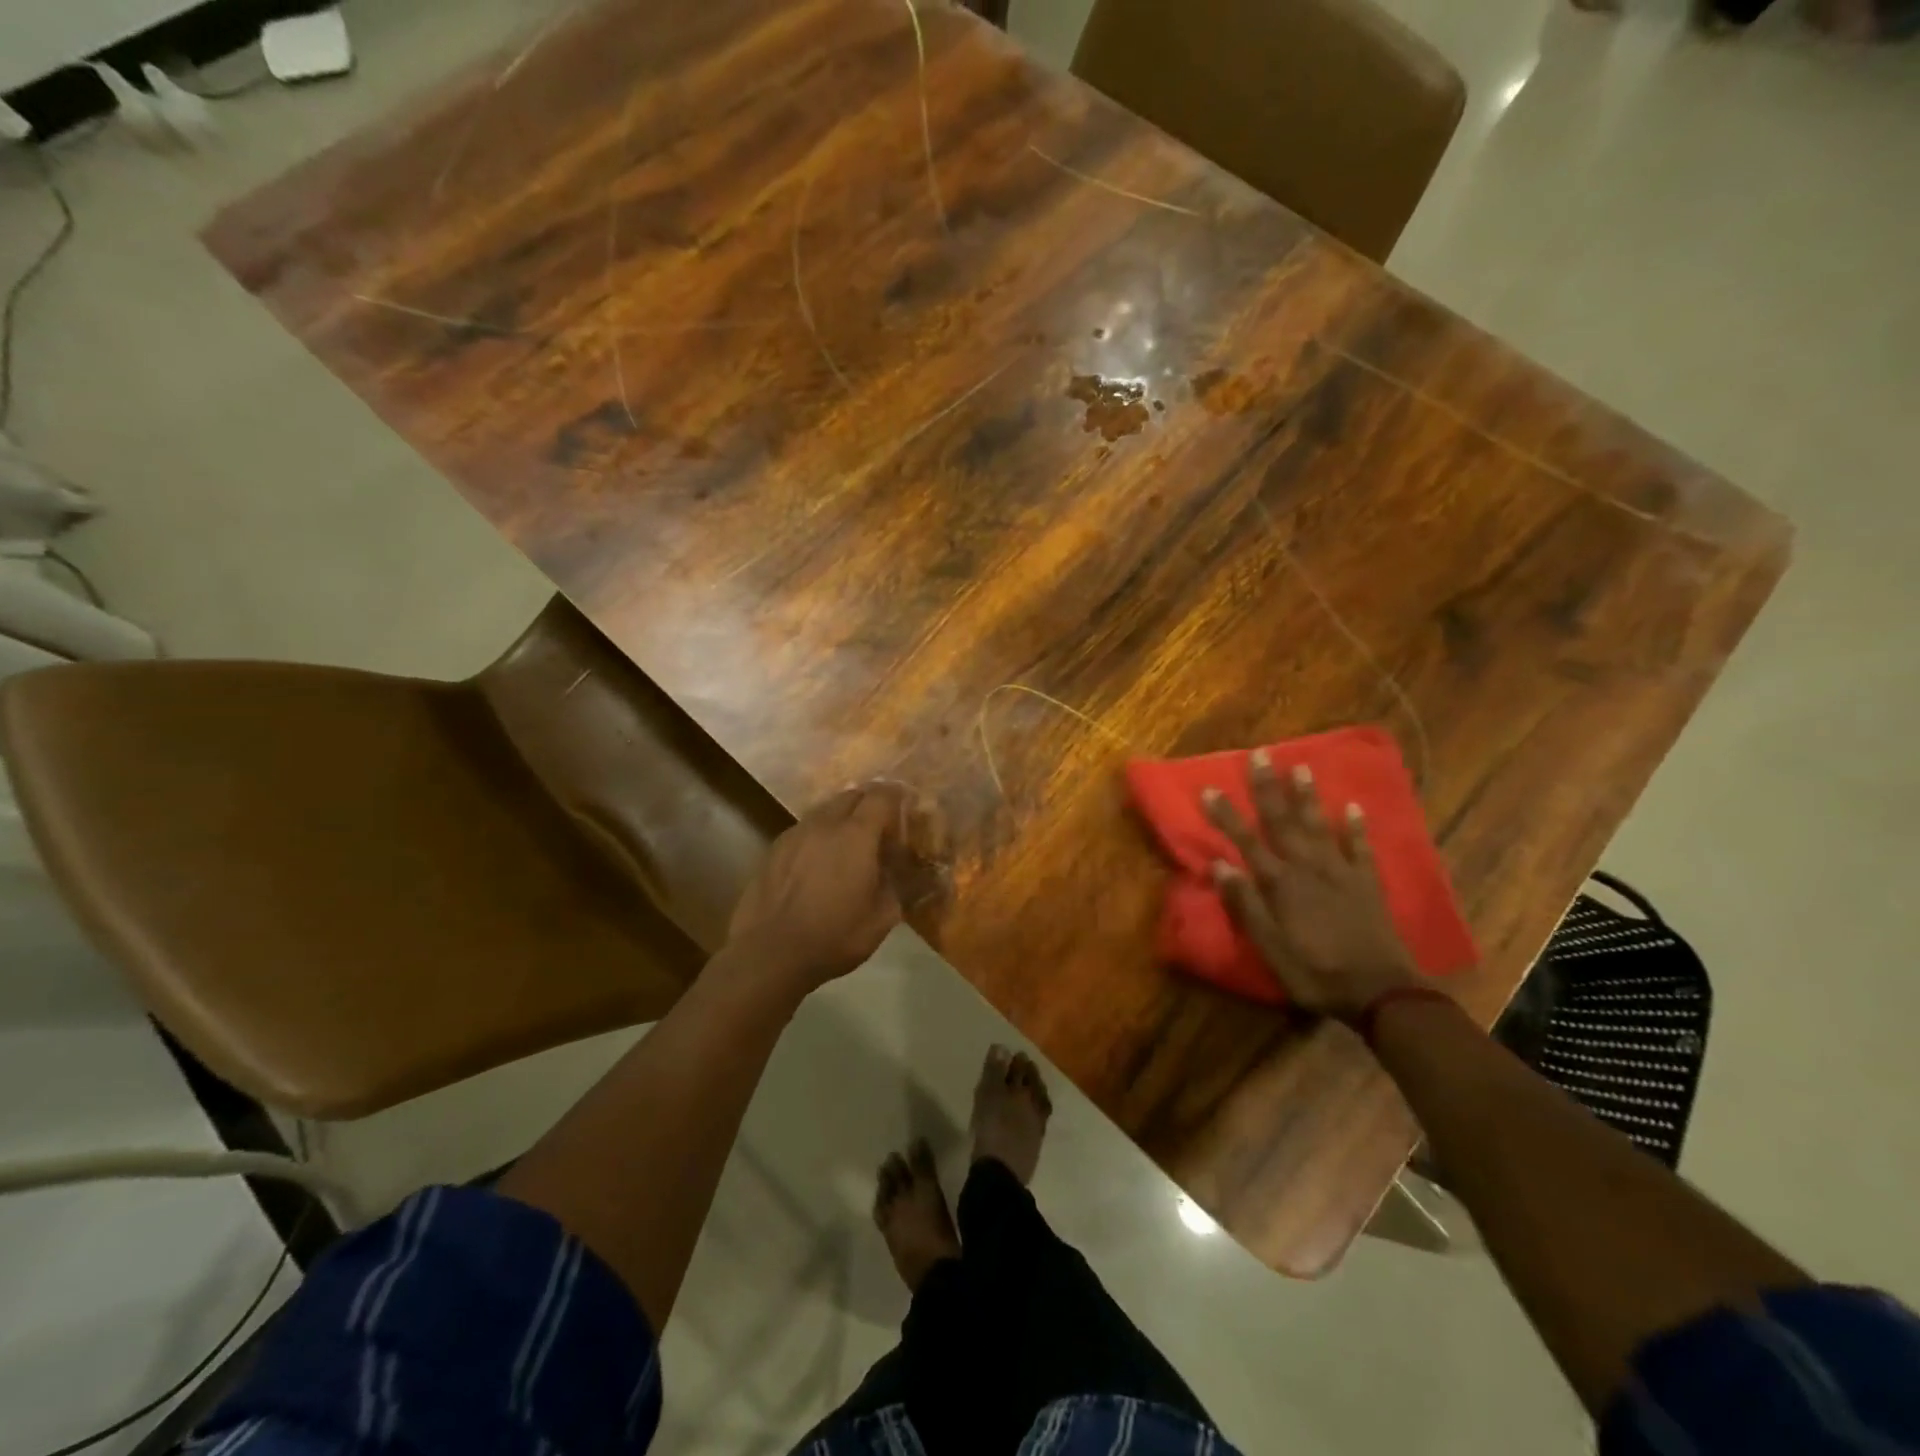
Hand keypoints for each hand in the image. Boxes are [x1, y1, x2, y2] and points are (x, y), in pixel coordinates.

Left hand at [726, 781, 946, 991]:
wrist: (769, 953)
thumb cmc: (834, 935)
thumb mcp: (883, 918)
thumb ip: (900, 886)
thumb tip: (910, 872)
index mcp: (856, 835)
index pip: (881, 797)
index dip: (897, 796)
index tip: (907, 805)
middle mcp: (825, 824)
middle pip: (851, 796)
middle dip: (869, 802)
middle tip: (882, 824)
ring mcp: (795, 834)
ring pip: (825, 810)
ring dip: (843, 817)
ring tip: (851, 841)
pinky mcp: (774, 849)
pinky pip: (804, 829)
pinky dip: (820, 834)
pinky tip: (820, 859)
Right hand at [1202, 751, 1417, 1020]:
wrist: (1380, 992)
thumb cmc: (1315, 972)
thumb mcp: (1269, 947)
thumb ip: (1245, 904)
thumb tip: (1219, 865)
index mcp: (1280, 884)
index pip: (1246, 841)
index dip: (1226, 815)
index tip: (1210, 788)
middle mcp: (1308, 868)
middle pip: (1283, 822)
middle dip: (1268, 789)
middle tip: (1260, 755)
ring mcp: (1341, 872)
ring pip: (1319, 826)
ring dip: (1307, 797)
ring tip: (1300, 767)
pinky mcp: (1367, 884)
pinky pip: (1361, 848)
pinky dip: (1356, 827)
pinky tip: (1352, 807)